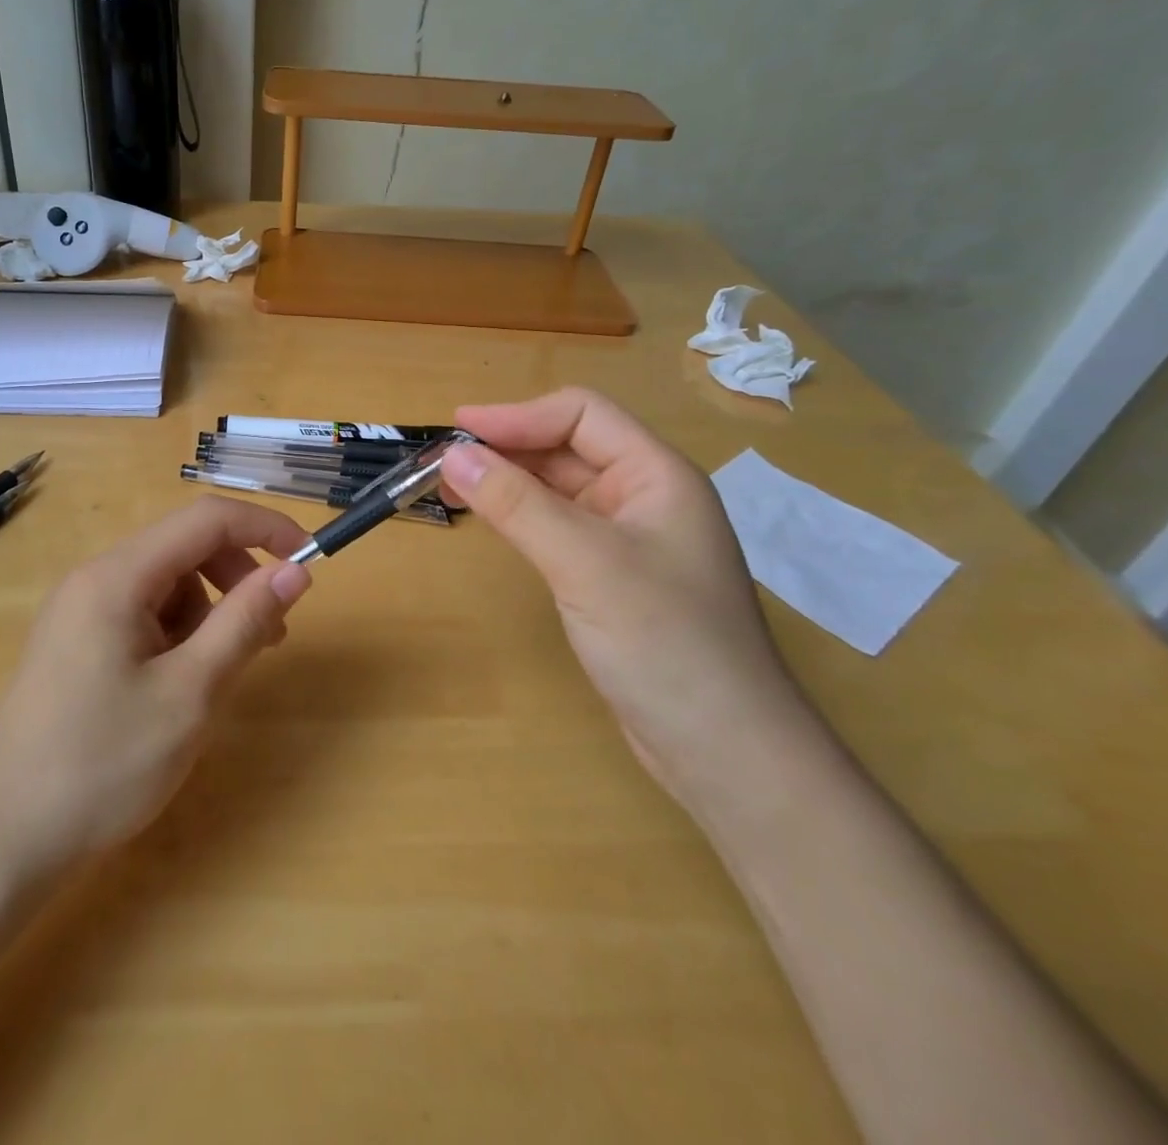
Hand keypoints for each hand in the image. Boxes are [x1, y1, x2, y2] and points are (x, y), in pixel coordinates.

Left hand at [0, 498, 312, 872]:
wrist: (1, 842)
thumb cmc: (102, 765)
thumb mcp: (190, 693)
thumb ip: (245, 622)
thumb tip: (296, 571)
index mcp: (118, 576)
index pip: (207, 520)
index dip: (266, 528)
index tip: (310, 561)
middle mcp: (96, 578)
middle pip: (186, 547)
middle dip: (238, 578)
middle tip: (271, 637)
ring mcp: (82, 611)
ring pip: (168, 583)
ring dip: (210, 612)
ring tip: (218, 675)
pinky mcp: (78, 642)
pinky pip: (145, 613)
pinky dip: (180, 635)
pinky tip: (181, 686)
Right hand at [442, 388, 816, 808]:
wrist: (723, 750)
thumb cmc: (664, 641)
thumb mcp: (585, 563)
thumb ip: (517, 504)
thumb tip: (453, 455)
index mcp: (657, 475)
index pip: (582, 415)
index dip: (518, 415)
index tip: (457, 430)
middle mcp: (645, 497)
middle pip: (569, 448)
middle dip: (508, 447)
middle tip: (444, 463)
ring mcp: (630, 540)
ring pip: (561, 489)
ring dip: (510, 482)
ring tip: (455, 488)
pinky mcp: (613, 578)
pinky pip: (560, 527)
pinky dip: (522, 517)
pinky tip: (494, 524)